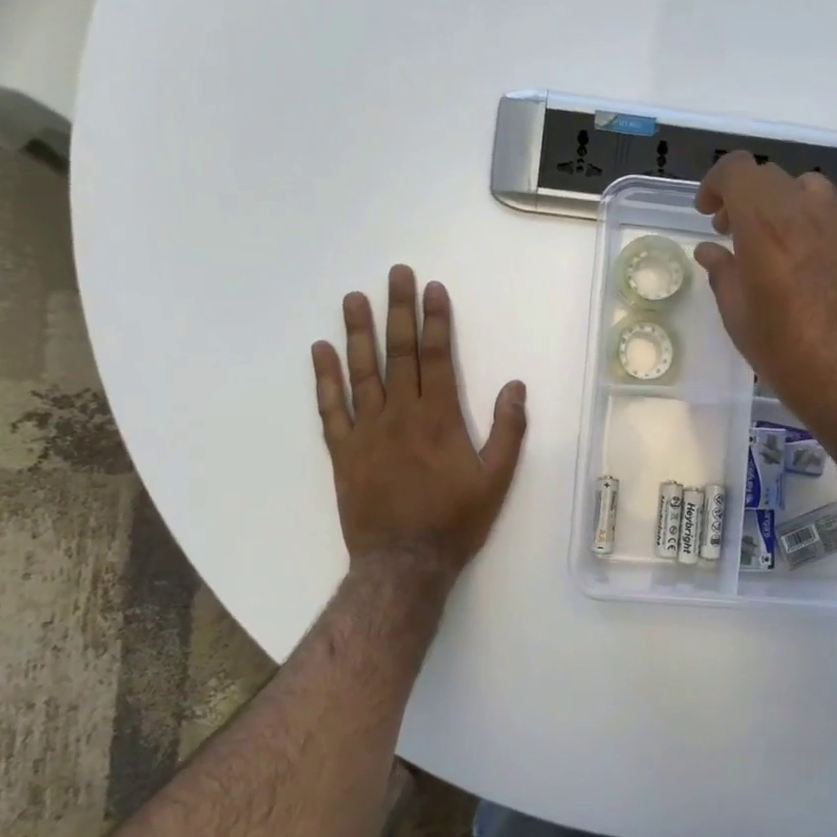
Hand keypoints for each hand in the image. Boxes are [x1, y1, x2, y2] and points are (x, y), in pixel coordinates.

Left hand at [311, 265, 526, 584]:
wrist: (404, 562)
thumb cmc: (456, 521)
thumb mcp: (497, 479)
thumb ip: (508, 431)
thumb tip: (515, 385)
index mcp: (439, 418)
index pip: (436, 357)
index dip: (435, 320)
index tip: (432, 288)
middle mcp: (400, 415)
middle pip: (399, 353)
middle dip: (399, 310)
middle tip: (395, 274)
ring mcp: (367, 431)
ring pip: (361, 372)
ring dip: (357, 332)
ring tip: (353, 298)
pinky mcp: (343, 451)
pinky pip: (331, 408)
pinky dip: (325, 378)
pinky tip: (320, 351)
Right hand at [694, 154, 836, 448]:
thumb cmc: (787, 358)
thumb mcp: (739, 320)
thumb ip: (723, 275)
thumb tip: (710, 250)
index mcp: (766, 227)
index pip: (738, 171)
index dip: (717, 183)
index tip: (707, 214)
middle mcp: (808, 215)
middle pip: (773, 178)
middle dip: (745, 197)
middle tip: (731, 233)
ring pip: (814, 187)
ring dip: (788, 202)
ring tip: (777, 236)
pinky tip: (836, 234)